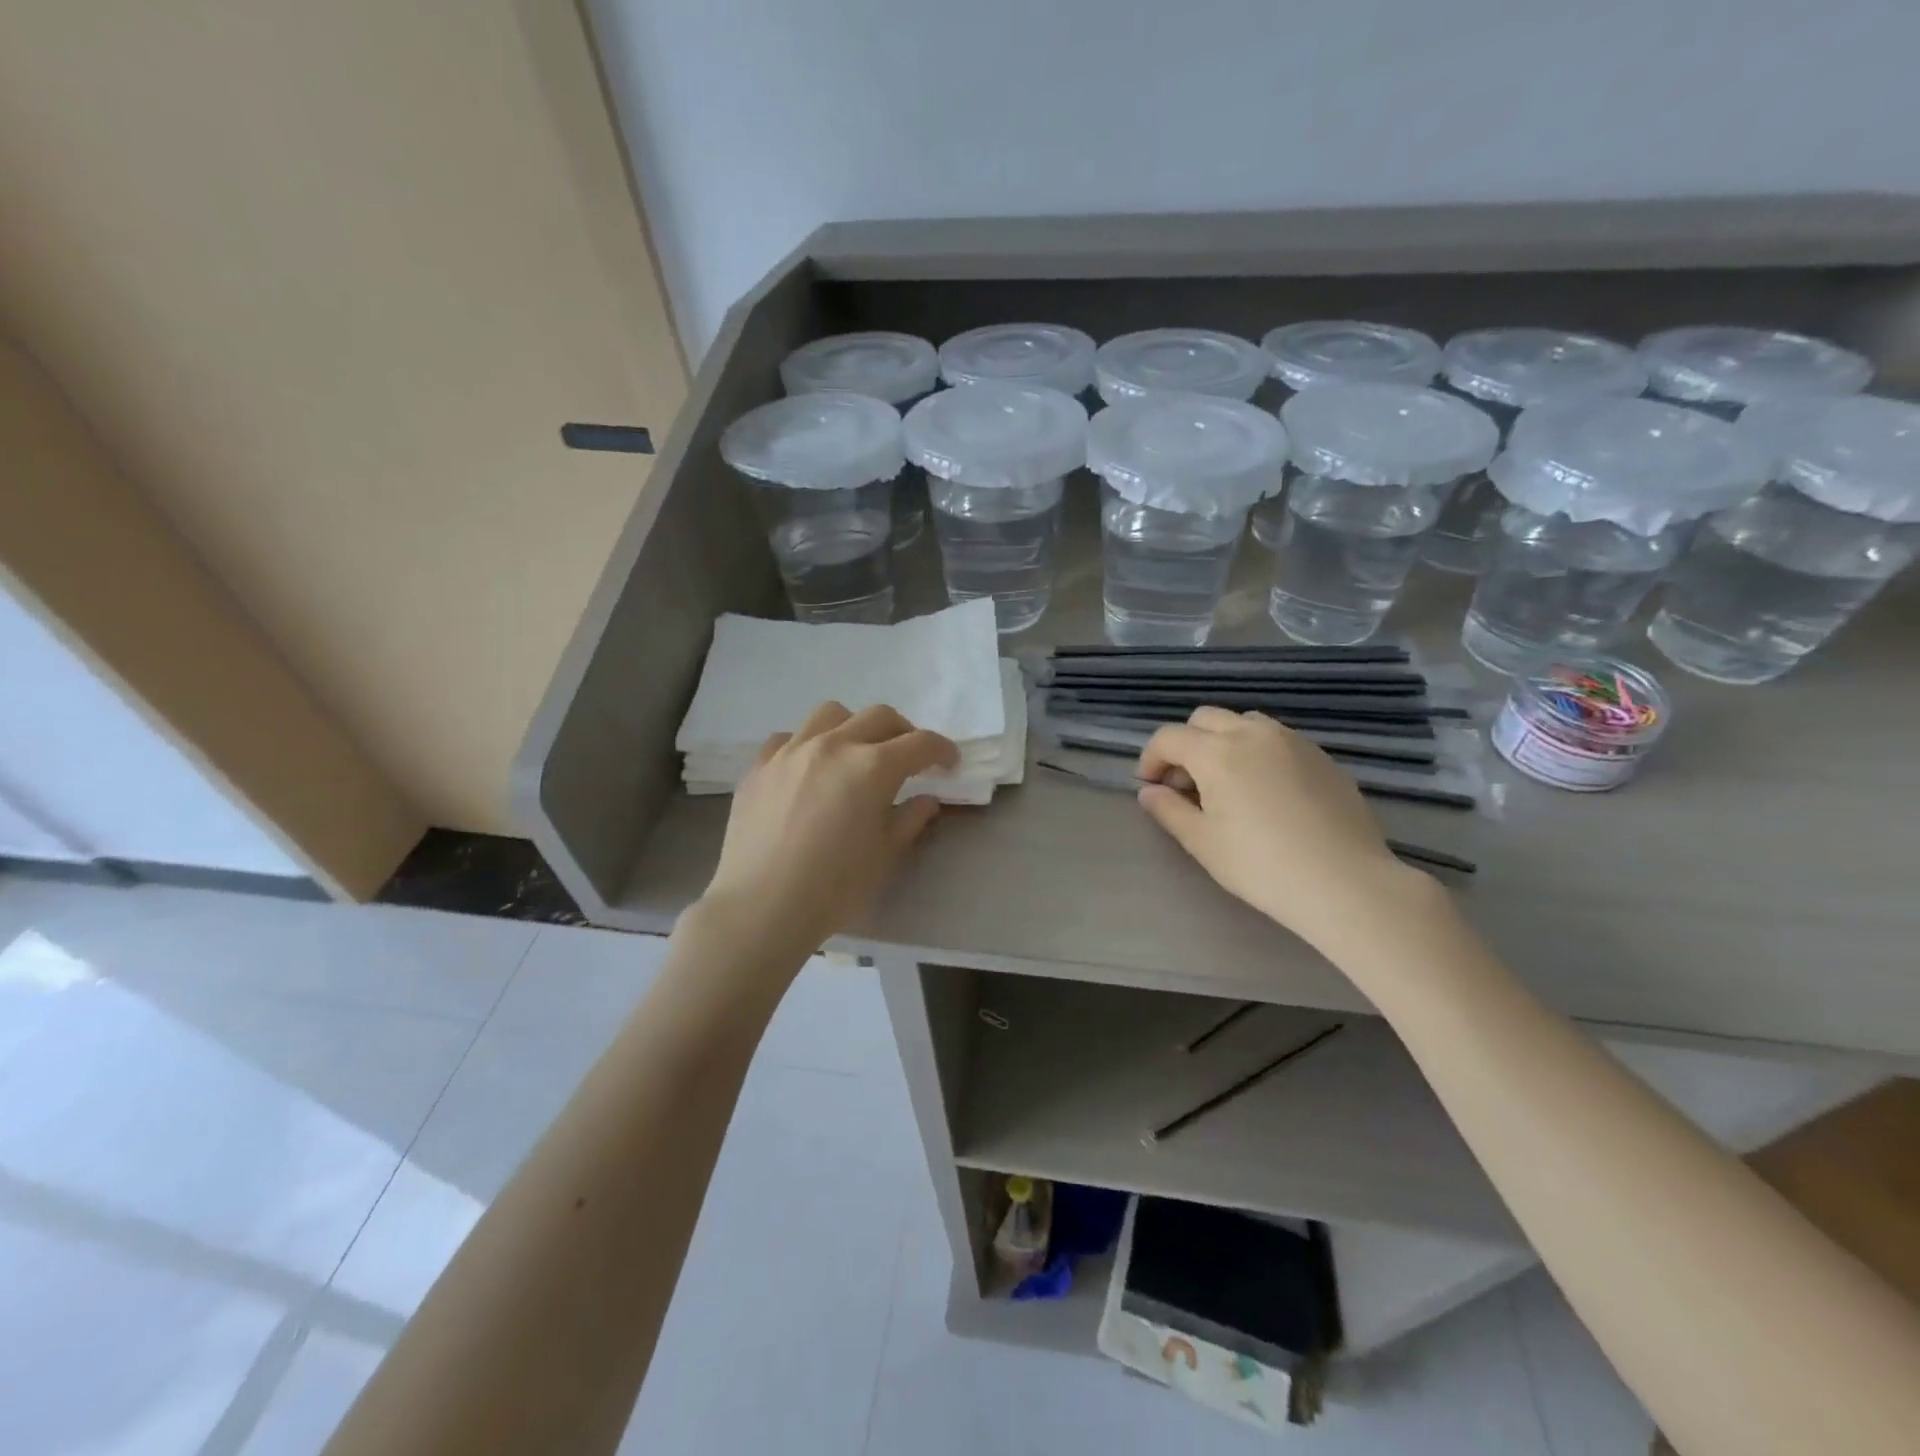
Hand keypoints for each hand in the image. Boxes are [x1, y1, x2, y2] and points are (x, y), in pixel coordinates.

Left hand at [699, 701, 957, 963]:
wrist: (760, 907)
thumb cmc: (834, 887)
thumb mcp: (885, 856)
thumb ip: (910, 820)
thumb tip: (926, 800)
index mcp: (873, 767)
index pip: (920, 743)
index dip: (942, 750)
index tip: (950, 764)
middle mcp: (833, 745)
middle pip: (879, 717)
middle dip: (904, 732)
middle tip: (909, 759)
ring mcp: (791, 751)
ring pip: (830, 714)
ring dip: (854, 727)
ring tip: (855, 754)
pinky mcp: (759, 766)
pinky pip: (788, 738)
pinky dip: (807, 744)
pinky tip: (808, 769)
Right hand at [1137, 707, 1429, 952]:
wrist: (1345, 883)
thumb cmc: (1260, 865)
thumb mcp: (1202, 842)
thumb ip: (1169, 810)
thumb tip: (1149, 792)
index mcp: (1217, 751)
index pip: (1169, 737)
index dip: (1150, 759)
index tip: (1150, 788)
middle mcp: (1253, 733)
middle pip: (1205, 719)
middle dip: (1186, 744)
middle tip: (1185, 784)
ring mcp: (1293, 741)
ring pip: (1244, 723)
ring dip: (1223, 742)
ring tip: (1226, 784)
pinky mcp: (1322, 757)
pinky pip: (1278, 740)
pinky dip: (1258, 753)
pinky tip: (1266, 793)